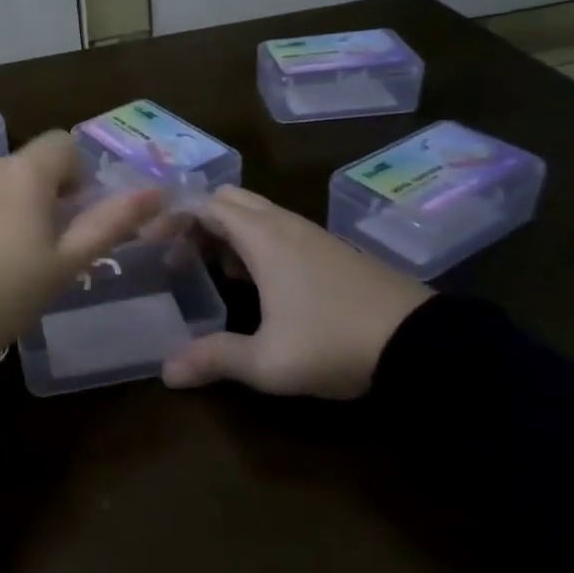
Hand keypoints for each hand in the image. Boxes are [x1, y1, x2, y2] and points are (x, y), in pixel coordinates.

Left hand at [0, 132, 165, 354]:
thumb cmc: (0, 295)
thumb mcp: (63, 266)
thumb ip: (110, 223)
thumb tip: (156, 191)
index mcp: (22, 173)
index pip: (62, 144)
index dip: (74, 175)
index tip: (68, 215)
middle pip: (21, 166)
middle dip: (33, 195)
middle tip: (30, 248)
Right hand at [163, 185, 431, 398]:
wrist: (423, 344)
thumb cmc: (334, 342)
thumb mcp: (268, 361)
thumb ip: (214, 359)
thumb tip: (165, 372)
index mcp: (262, 237)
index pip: (204, 204)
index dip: (172, 218)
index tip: (151, 243)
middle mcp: (284, 224)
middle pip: (228, 200)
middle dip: (198, 220)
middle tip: (180, 256)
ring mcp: (312, 234)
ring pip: (256, 213)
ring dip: (227, 231)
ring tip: (213, 271)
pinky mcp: (332, 249)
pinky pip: (278, 228)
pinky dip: (254, 240)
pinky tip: (257, 281)